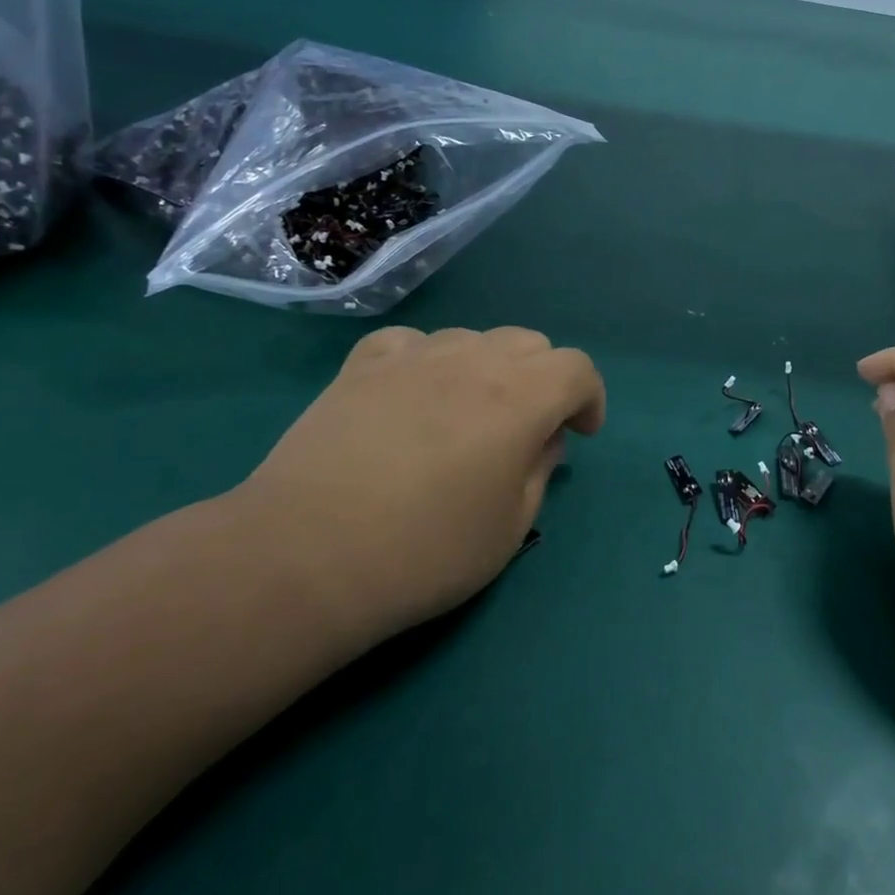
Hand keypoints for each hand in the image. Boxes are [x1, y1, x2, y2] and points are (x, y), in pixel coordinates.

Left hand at [227, 326, 604, 649]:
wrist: (305, 557)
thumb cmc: (424, 552)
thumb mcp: (510, 528)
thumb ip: (540, 471)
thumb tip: (544, 440)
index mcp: (519, 398)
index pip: (577, 368)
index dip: (589, 398)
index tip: (580, 434)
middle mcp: (472, 360)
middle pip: (530, 344)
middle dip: (545, 380)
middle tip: (529, 429)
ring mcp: (413, 356)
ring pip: (474, 337)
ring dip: (490, 369)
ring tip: (469, 416)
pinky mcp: (362, 366)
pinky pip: (413, 342)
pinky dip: (430, 360)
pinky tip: (415, 394)